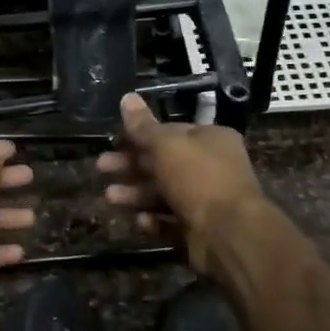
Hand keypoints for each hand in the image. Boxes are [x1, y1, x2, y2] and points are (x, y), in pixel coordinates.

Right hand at [97, 93, 266, 273]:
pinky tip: (140, 221)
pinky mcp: (199, 230)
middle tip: (101, 167)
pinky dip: (154, 221)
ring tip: (110, 197)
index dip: (141, 136)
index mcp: (211, 140)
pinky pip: (171, 223)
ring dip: (136, 194)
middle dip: (131, 166)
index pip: (171, 132)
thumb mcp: (166, 145)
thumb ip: (143, 126)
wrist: (228, 233)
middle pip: (164, 163)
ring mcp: (206, 201)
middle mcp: (212, 167)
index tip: (114, 141)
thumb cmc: (198, 178)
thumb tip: (127, 97)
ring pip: (164, 194)